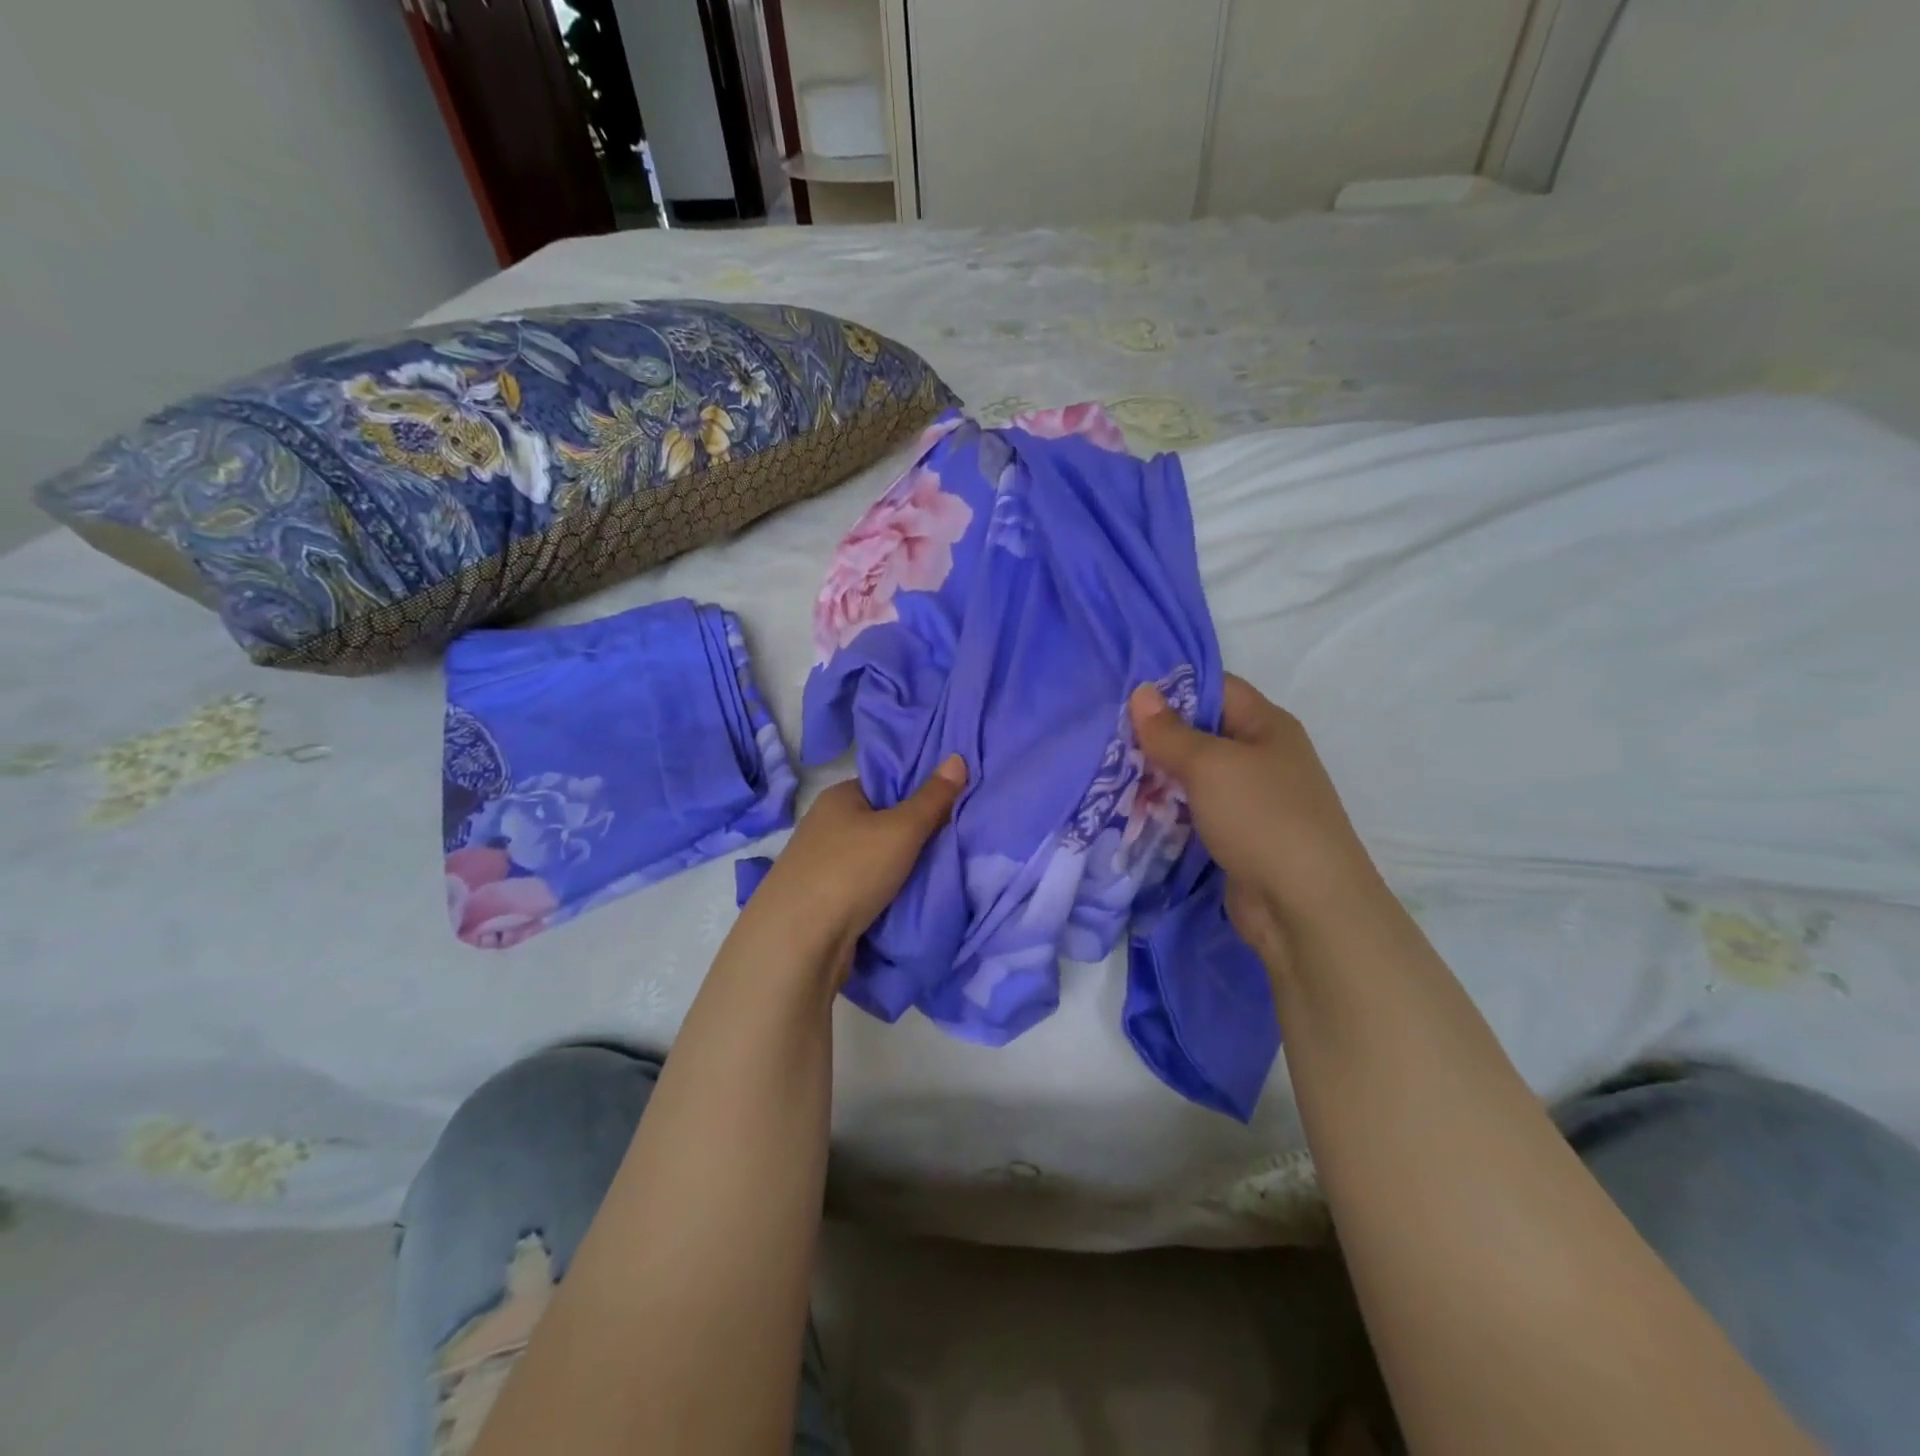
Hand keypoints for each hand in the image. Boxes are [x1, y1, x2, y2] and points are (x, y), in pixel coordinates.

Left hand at [738, 756, 967, 975]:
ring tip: (939, 870)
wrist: (798, 941)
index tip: (952, 804)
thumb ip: (932, 798)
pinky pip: (864, 886)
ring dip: (900, 866)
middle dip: (914, 832)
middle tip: (953, 840)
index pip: (885, 783)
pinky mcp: (822, 899)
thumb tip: (957, 758)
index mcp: (839, 797)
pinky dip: (885, 891)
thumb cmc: (850, 871)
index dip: (919, 791)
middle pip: (881, 821)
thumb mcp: (901, 829)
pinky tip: (908, 897)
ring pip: (873, 857)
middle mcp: (825, 824)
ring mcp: (820, 864)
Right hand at [1129, 675, 1383, 964]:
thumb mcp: (1210, 765)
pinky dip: (1166, 808)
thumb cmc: (1261, 818)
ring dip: (1156, 774)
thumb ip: (1171, 731)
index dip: (1172, 685)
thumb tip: (1141, 691)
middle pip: (1201, 731)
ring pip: (1193, 774)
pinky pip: (1194, 809)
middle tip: (1103, 734)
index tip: (1122, 693)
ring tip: (1106, 770)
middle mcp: (1260, 755)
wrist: (1304, 907)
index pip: (1215, 686)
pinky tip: (1130, 808)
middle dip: (1155, 733)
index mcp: (1265, 725)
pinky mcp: (1235, 834)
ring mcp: (1249, 798)